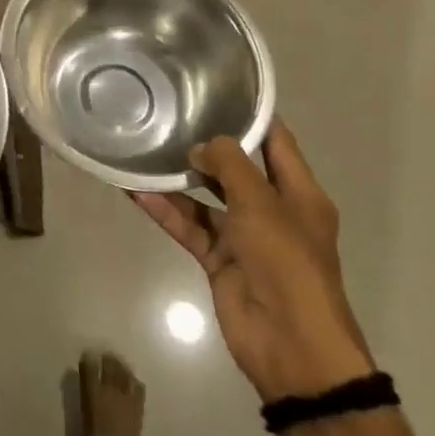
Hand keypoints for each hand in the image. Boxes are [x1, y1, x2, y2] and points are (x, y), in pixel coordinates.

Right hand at [132, 123, 372, 401]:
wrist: (292, 348)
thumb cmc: (288, 263)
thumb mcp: (262, 204)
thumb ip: (230, 165)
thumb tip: (200, 148)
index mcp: (299, 193)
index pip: (275, 141)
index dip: (251, 115)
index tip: (216, 87)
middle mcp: (272, 209)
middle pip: (236, 167)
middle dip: (206, 145)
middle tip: (169, 114)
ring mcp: (244, 236)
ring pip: (205, 198)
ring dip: (178, 179)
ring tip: (144, 148)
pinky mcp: (219, 259)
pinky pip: (189, 226)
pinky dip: (166, 211)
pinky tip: (136, 191)